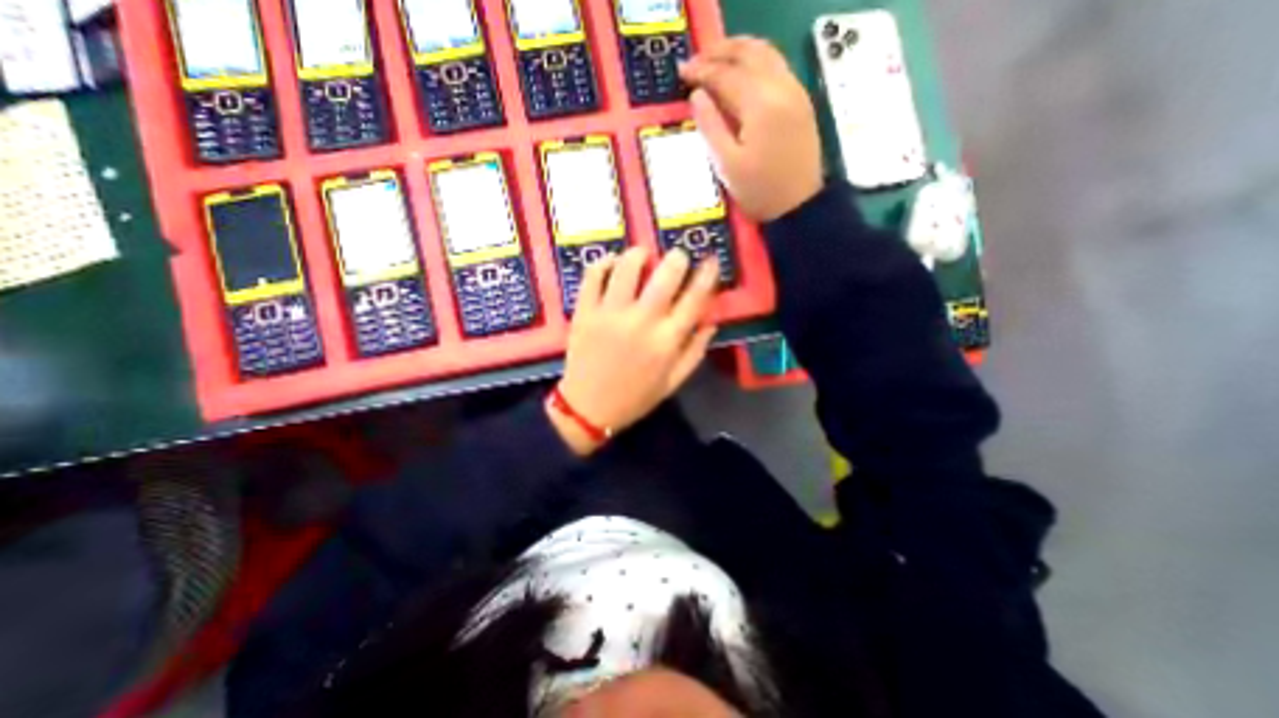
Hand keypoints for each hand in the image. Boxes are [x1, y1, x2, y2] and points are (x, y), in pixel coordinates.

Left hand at [550, 251, 718, 455]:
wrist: (588, 409)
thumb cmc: (635, 397)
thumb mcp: (673, 382)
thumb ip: (695, 351)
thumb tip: (711, 322)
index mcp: (667, 341)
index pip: (695, 299)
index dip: (707, 274)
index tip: (712, 259)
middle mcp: (641, 322)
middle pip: (665, 275)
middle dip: (677, 257)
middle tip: (677, 255)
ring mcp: (610, 314)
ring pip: (628, 268)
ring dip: (640, 254)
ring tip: (643, 256)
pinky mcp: (585, 312)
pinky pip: (593, 276)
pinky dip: (605, 262)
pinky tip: (612, 263)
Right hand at [672, 34, 823, 220]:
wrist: (798, 205)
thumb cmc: (759, 191)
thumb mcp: (727, 165)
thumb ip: (710, 126)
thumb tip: (697, 95)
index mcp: (760, 105)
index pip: (726, 74)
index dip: (701, 70)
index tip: (681, 72)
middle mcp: (781, 88)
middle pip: (748, 52)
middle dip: (718, 52)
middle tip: (695, 62)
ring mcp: (794, 91)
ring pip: (765, 53)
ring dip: (738, 50)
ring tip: (715, 60)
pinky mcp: (800, 101)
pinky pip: (777, 65)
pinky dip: (755, 60)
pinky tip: (742, 72)